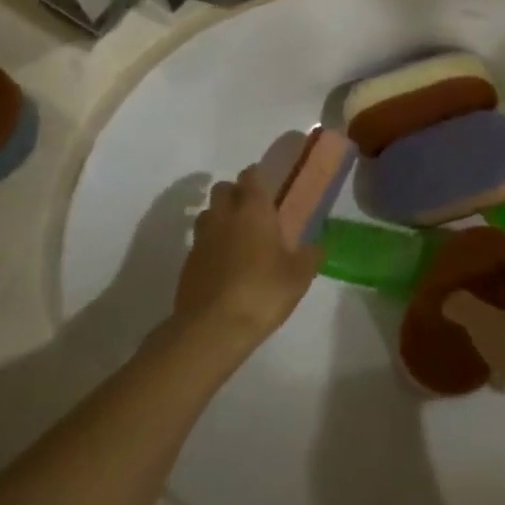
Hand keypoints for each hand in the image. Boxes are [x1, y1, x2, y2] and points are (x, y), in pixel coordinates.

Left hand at [174, 165, 322, 348]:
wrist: (212, 328)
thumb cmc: (262, 292)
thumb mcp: (299, 277)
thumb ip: (310, 257)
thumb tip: (317, 247)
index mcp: (253, 210)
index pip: (251, 177)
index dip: (256, 176)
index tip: (265, 183)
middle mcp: (224, 216)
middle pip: (222, 189)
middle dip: (234, 193)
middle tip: (251, 210)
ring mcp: (201, 239)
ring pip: (207, 213)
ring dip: (219, 217)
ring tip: (235, 236)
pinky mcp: (187, 263)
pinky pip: (199, 242)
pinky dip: (210, 245)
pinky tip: (223, 264)